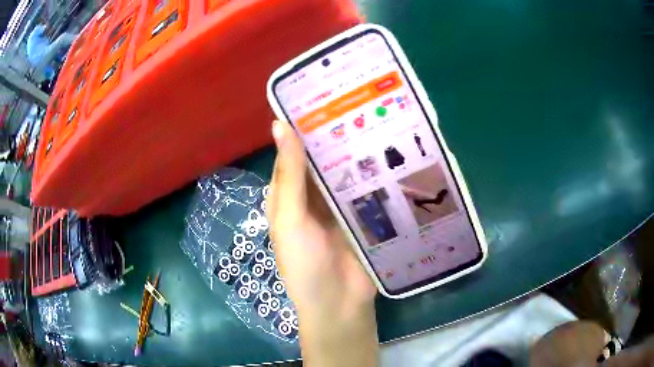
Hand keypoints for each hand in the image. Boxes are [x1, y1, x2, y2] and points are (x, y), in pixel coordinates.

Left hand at [266, 120, 378, 365]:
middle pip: (323, 158)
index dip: (303, 125)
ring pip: (347, 169)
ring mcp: (339, 204)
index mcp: (289, 193)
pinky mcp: (363, 213)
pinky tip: (391, 150)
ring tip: (378, 117)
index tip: (323, 95)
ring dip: (358, 150)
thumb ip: (289, 174)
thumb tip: (280, 124)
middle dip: (336, 134)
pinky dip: (375, 171)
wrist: (339, 303)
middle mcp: (312, 194)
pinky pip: (367, 187)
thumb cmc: (304, 263)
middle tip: (358, 101)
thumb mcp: (290, 217)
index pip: (294, 150)